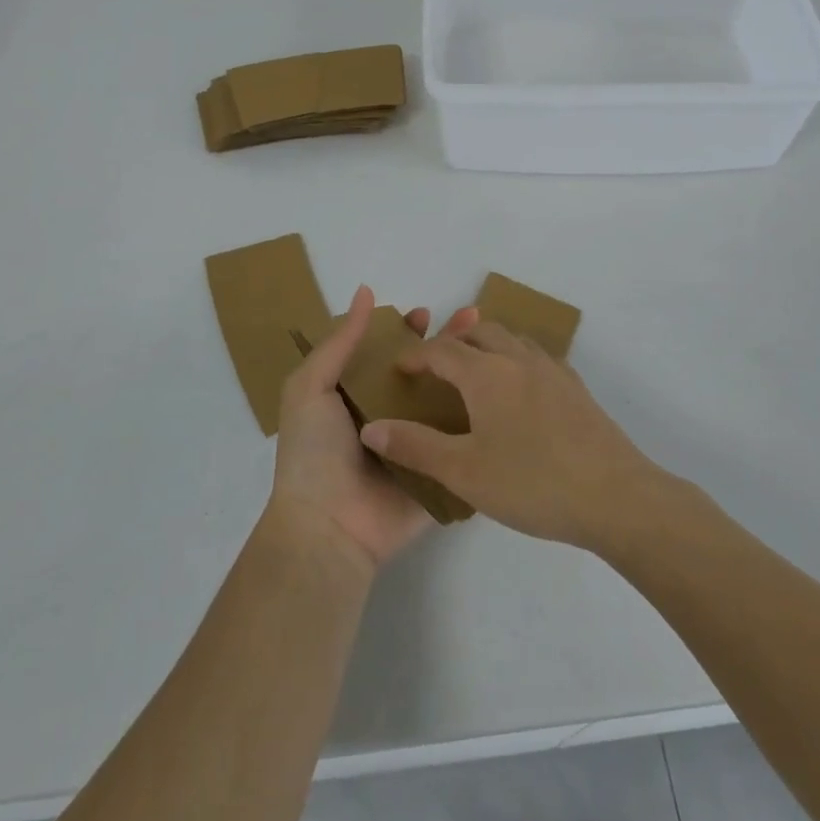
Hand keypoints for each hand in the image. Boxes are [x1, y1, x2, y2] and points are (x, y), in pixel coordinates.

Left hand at [267, 286, 476, 573]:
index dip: (406, 331)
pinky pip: (464, 441)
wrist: (329, 528)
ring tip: (495, 349)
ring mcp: (419, 444)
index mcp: (359, 396)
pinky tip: (509, 395)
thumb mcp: (311, 387)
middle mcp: (391, 416)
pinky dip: (484, 419)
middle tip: (473, 321)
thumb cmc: (314, 453)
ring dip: (471, 375)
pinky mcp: (441, 471)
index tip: (425, 313)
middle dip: (447, 346)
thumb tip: (366, 292)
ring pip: (449, 401)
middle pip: (425, 372)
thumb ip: (340, 342)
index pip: (388, 353)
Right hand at [359, 322, 661, 548]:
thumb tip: (371, 428)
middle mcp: (519, 359)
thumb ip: (415, 446)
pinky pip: (537, 357)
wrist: (615, 495)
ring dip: (487, 345)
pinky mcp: (576, 388)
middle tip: (437, 365)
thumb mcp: (464, 471)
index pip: (442, 351)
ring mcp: (553, 370)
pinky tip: (520, 392)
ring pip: (512, 339)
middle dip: (453, 341)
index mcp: (487, 373)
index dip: (416, 355)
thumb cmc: (532, 482)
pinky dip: (516, 359)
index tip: (400, 369)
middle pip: (480, 332)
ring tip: (476, 371)